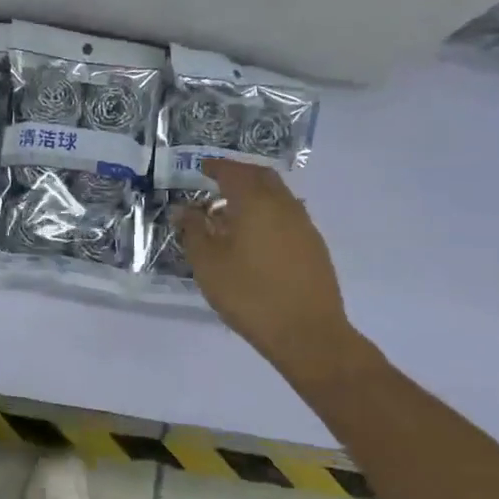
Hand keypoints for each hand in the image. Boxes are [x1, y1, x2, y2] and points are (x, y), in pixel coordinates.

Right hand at [174, 160, 354, 375]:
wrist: (306, 332)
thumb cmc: (249, 294)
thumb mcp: (208, 264)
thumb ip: (193, 231)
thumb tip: (184, 209)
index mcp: (255, 203)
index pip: (234, 173)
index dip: (215, 167)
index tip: (201, 168)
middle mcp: (284, 206)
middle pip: (261, 177)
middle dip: (238, 174)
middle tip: (216, 182)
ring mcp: (304, 225)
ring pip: (278, 196)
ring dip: (254, 195)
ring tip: (231, 212)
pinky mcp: (314, 246)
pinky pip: (287, 215)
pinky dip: (267, 213)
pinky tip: (254, 236)